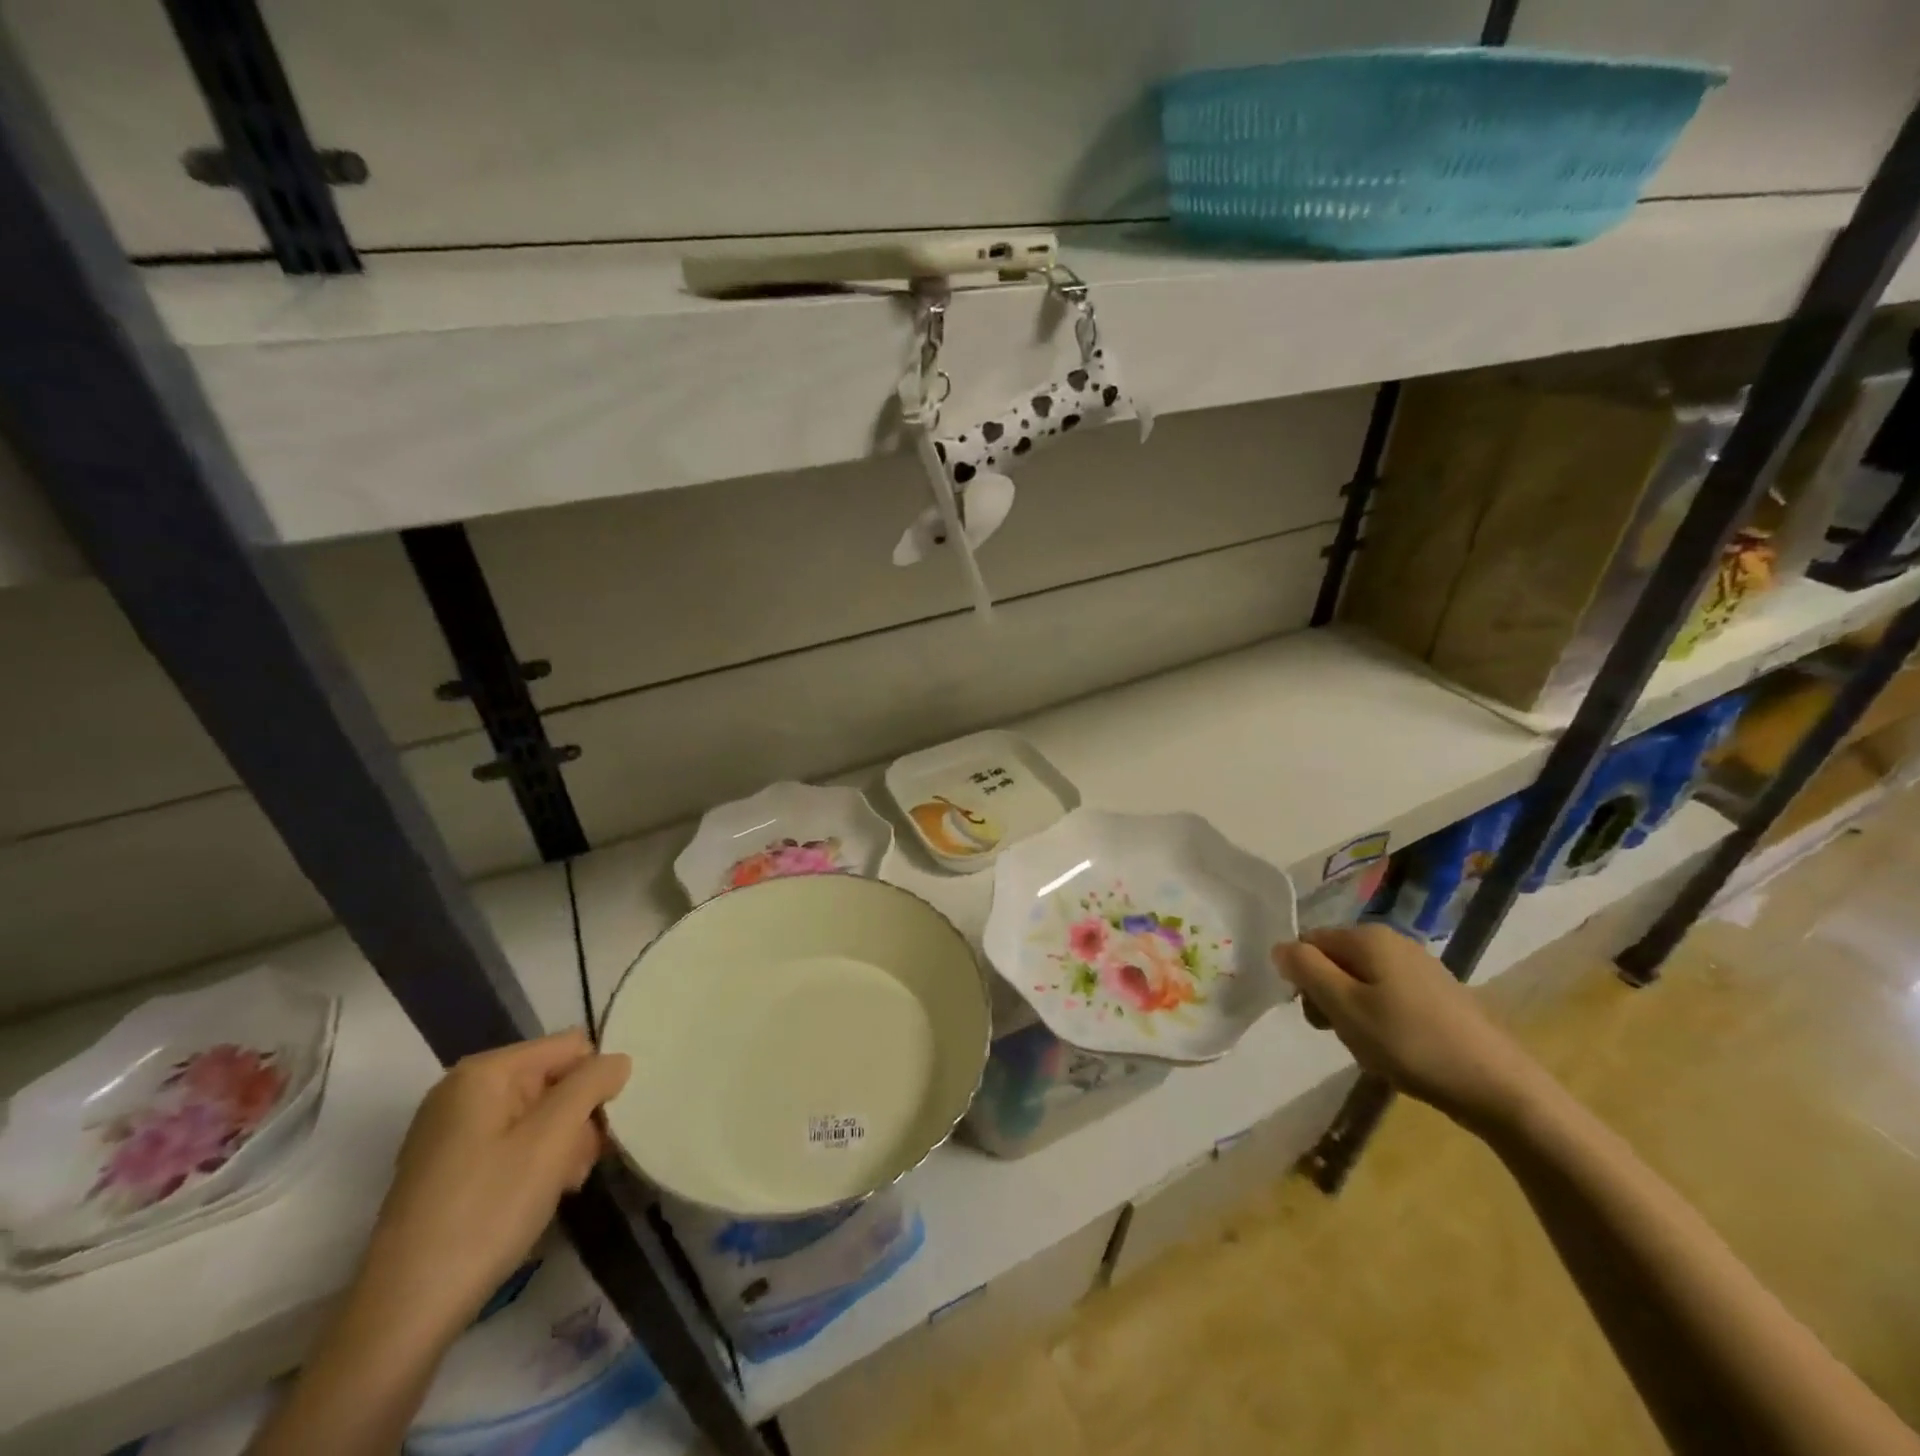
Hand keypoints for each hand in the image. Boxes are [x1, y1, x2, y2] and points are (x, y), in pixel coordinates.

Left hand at [359, 1030, 630, 1343]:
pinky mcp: (446, 1168)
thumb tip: (618, 1060)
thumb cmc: (486, 1211)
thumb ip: (593, 1084)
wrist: (405, 1314)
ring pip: (536, 1114)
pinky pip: (510, 1143)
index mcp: (484, 1072)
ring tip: (560, 1187)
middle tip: (578, 1167)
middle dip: (577, 1120)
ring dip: (561, 1145)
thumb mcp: (553, 1138)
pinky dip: (533, 1164)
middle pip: (553, 1080)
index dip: (595, 1084)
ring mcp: (449, 1131)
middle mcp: (462, 1090)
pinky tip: (536, 1198)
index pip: (571, 1047)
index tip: (600, 1132)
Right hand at [1273, 925, 1548, 1131]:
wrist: (1499, 1087)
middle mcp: (1393, 941)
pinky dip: (1380, 1019)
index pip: (1308, 943)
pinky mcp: (1438, 993)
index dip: (1303, 979)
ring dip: (1352, 1011)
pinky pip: (1388, 995)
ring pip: (1360, 980)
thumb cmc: (1410, 1043)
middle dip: (1327, 996)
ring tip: (1371, 1046)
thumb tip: (1280, 946)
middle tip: (1341, 1034)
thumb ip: (1305, 970)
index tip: (1318, 1017)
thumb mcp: (1344, 1007)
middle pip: (1334, 960)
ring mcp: (1419, 966)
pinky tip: (1397, 1048)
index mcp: (1368, 937)